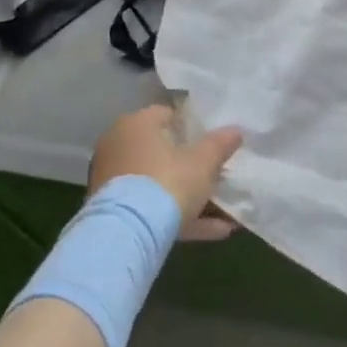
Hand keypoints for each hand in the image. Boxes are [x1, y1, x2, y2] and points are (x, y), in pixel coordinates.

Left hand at [89, 105, 241, 241]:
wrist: (127, 231)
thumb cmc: (168, 182)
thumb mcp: (203, 162)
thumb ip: (219, 144)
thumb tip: (235, 131)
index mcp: (137, 124)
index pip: (166, 115)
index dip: (191, 127)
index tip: (210, 142)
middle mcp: (119, 145)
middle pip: (161, 152)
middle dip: (190, 166)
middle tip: (217, 177)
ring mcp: (112, 180)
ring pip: (158, 184)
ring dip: (189, 198)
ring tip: (225, 215)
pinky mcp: (112, 211)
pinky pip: (150, 208)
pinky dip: (178, 218)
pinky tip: (215, 231)